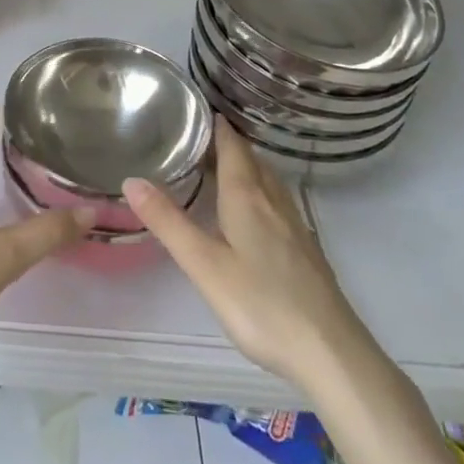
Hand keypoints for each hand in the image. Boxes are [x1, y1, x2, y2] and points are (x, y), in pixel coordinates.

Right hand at [124, 118, 360, 387]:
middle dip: (227, 144)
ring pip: (267, 181)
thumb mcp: (204, 265)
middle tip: (198, 137)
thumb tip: (131, 179)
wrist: (332, 354)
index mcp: (247, 197)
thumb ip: (168, 222)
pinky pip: (277, 203)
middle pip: (251, 160)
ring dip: (245, 166)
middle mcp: (273, 202)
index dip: (216, 126)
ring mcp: (294, 226)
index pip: (232, 147)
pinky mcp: (306, 251)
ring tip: (220, 166)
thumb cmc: (262, 305)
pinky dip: (259, 191)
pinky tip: (252, 213)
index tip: (196, 109)